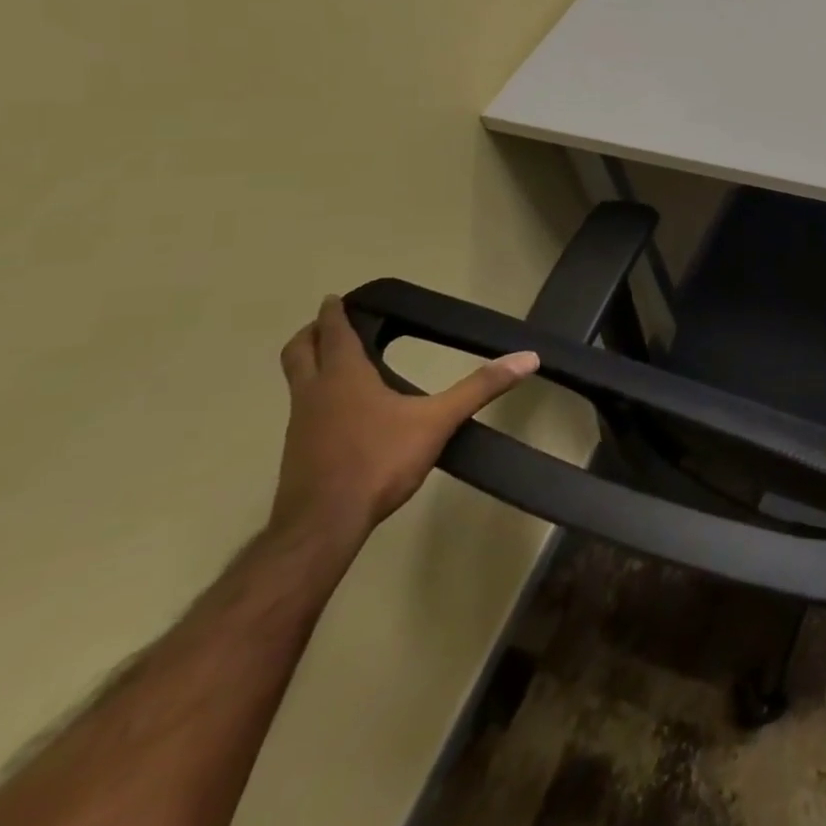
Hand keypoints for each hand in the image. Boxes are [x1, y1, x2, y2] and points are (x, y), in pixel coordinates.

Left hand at [269, 296, 538, 543]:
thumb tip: (528, 358)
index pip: (333, 333)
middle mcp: (314, 394)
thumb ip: (481, 388)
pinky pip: (304, 409)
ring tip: (341, 362)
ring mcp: (300, 425)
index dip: (335, 312)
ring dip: (312, 364)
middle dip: (311, 333)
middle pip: (298, 351)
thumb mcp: (438, 421)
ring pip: (297, 381)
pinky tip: (345, 412)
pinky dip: (318, 396)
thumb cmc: (378, 462)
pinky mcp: (298, 452)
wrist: (321, 528)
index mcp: (344, 377)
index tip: (336, 297)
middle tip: (330, 323)